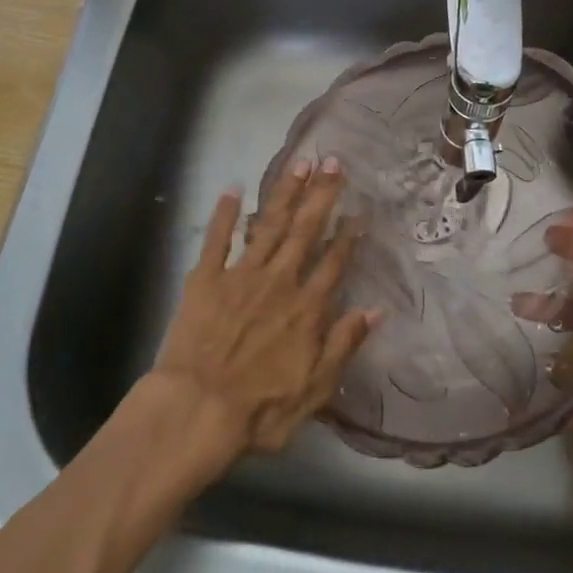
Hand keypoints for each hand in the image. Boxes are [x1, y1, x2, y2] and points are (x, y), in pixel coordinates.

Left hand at [149, 158, 378, 459]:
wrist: (196, 411)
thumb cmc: (259, 410)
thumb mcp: (315, 390)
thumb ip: (344, 345)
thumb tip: (376, 310)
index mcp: (306, 308)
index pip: (334, 262)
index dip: (348, 235)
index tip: (360, 210)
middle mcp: (279, 281)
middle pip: (305, 230)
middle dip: (321, 194)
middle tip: (334, 161)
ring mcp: (241, 275)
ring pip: (268, 225)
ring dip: (285, 192)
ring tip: (300, 163)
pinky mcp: (206, 279)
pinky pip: (216, 240)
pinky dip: (224, 214)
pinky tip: (232, 190)